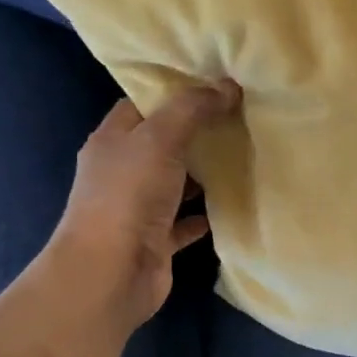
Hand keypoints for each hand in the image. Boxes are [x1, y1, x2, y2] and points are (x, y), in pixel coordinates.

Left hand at [43, 82, 241, 330]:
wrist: (111, 272)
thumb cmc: (128, 196)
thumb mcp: (160, 139)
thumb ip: (192, 110)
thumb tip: (228, 85)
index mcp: (112, 140)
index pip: (143, 105)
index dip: (176, 93)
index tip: (215, 85)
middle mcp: (123, 171)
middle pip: (162, 144)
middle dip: (197, 133)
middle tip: (240, 118)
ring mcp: (139, 208)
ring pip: (176, 183)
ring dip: (204, 175)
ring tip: (245, 156)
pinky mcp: (157, 240)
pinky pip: (186, 222)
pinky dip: (206, 215)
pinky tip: (233, 204)